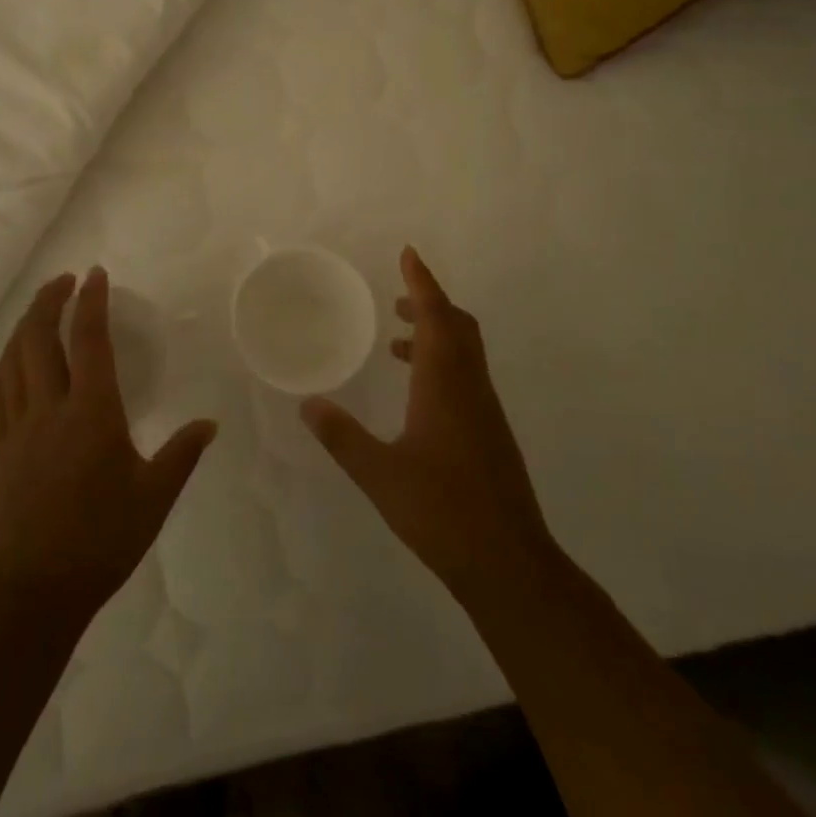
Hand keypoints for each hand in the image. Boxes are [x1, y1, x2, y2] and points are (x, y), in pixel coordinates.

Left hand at [0, 268, 216, 620]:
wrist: (33, 590)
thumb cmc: (101, 540)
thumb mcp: (154, 498)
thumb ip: (181, 455)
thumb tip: (209, 425)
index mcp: (92, 412)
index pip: (88, 340)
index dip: (91, 302)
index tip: (96, 274)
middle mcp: (51, 408)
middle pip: (39, 338)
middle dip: (49, 300)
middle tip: (65, 280)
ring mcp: (19, 428)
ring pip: (12, 360)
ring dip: (24, 326)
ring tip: (39, 309)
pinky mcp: (0, 450)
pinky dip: (1, 367)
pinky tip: (6, 360)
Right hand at [301, 247, 554, 606]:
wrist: (508, 562)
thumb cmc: (441, 511)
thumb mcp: (379, 474)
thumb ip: (341, 436)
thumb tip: (308, 404)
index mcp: (445, 384)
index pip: (435, 316)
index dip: (422, 282)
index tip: (409, 254)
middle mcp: (470, 386)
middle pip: (458, 325)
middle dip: (429, 302)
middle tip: (397, 297)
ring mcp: (485, 409)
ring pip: (465, 351)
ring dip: (435, 333)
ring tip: (396, 342)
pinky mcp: (491, 432)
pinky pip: (466, 376)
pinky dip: (442, 363)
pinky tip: (417, 394)